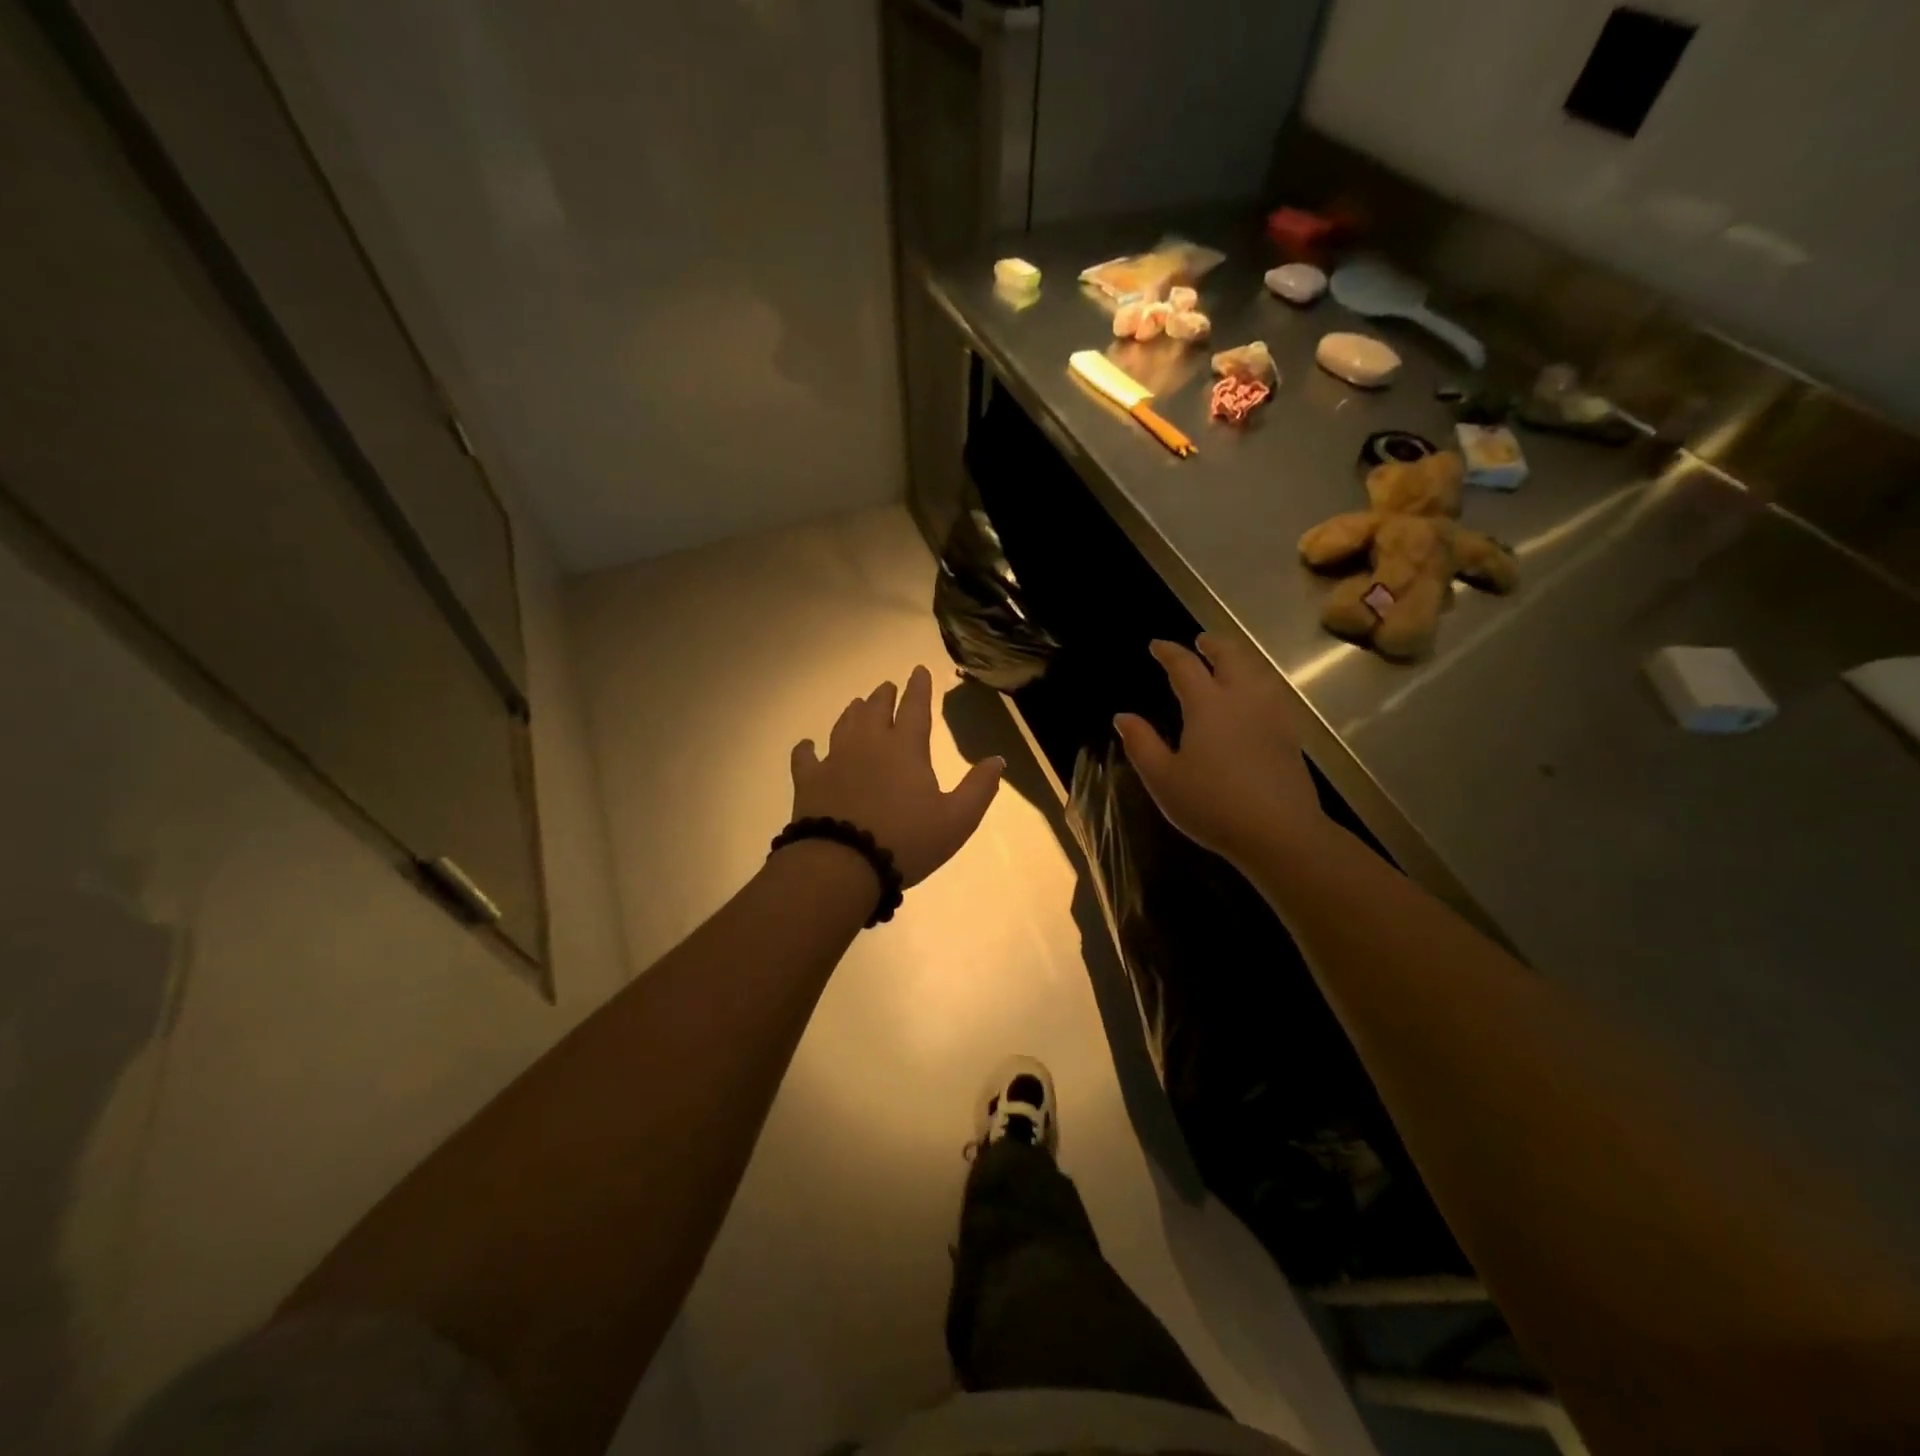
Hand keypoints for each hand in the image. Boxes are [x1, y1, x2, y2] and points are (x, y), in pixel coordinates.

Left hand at [790, 665, 1003, 886]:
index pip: (915, 707)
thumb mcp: (957, 820)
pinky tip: (808, 745)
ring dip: (854, 712)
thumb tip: (997, 759)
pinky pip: (806, 756)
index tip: (919, 670)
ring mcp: (835, 759)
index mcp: (905, 748)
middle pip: (876, 709)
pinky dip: (808, 748)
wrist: (842, 863)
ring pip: (844, 724)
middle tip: (887, 687)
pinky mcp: (809, 780)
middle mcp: (869, 744)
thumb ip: (979, 788)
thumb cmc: (906, 841)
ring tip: (858, 704)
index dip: (919, 687)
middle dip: (884, 695)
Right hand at [1114, 635, 1328, 867]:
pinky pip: (1274, 694)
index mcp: (1207, 705)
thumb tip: (1123, 716)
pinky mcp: (1290, 735)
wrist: (1279, 832)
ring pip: (1258, 672)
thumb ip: (1142, 744)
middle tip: (1202, 641)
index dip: (1169, 652)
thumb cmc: (1212, 804)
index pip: (1185, 666)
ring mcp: (1272, 716)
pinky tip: (1257, 698)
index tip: (1157, 645)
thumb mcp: (1163, 779)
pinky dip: (1260, 683)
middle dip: (1214, 645)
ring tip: (1230, 662)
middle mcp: (1242, 699)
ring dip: (1240, 660)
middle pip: (1231, 657)